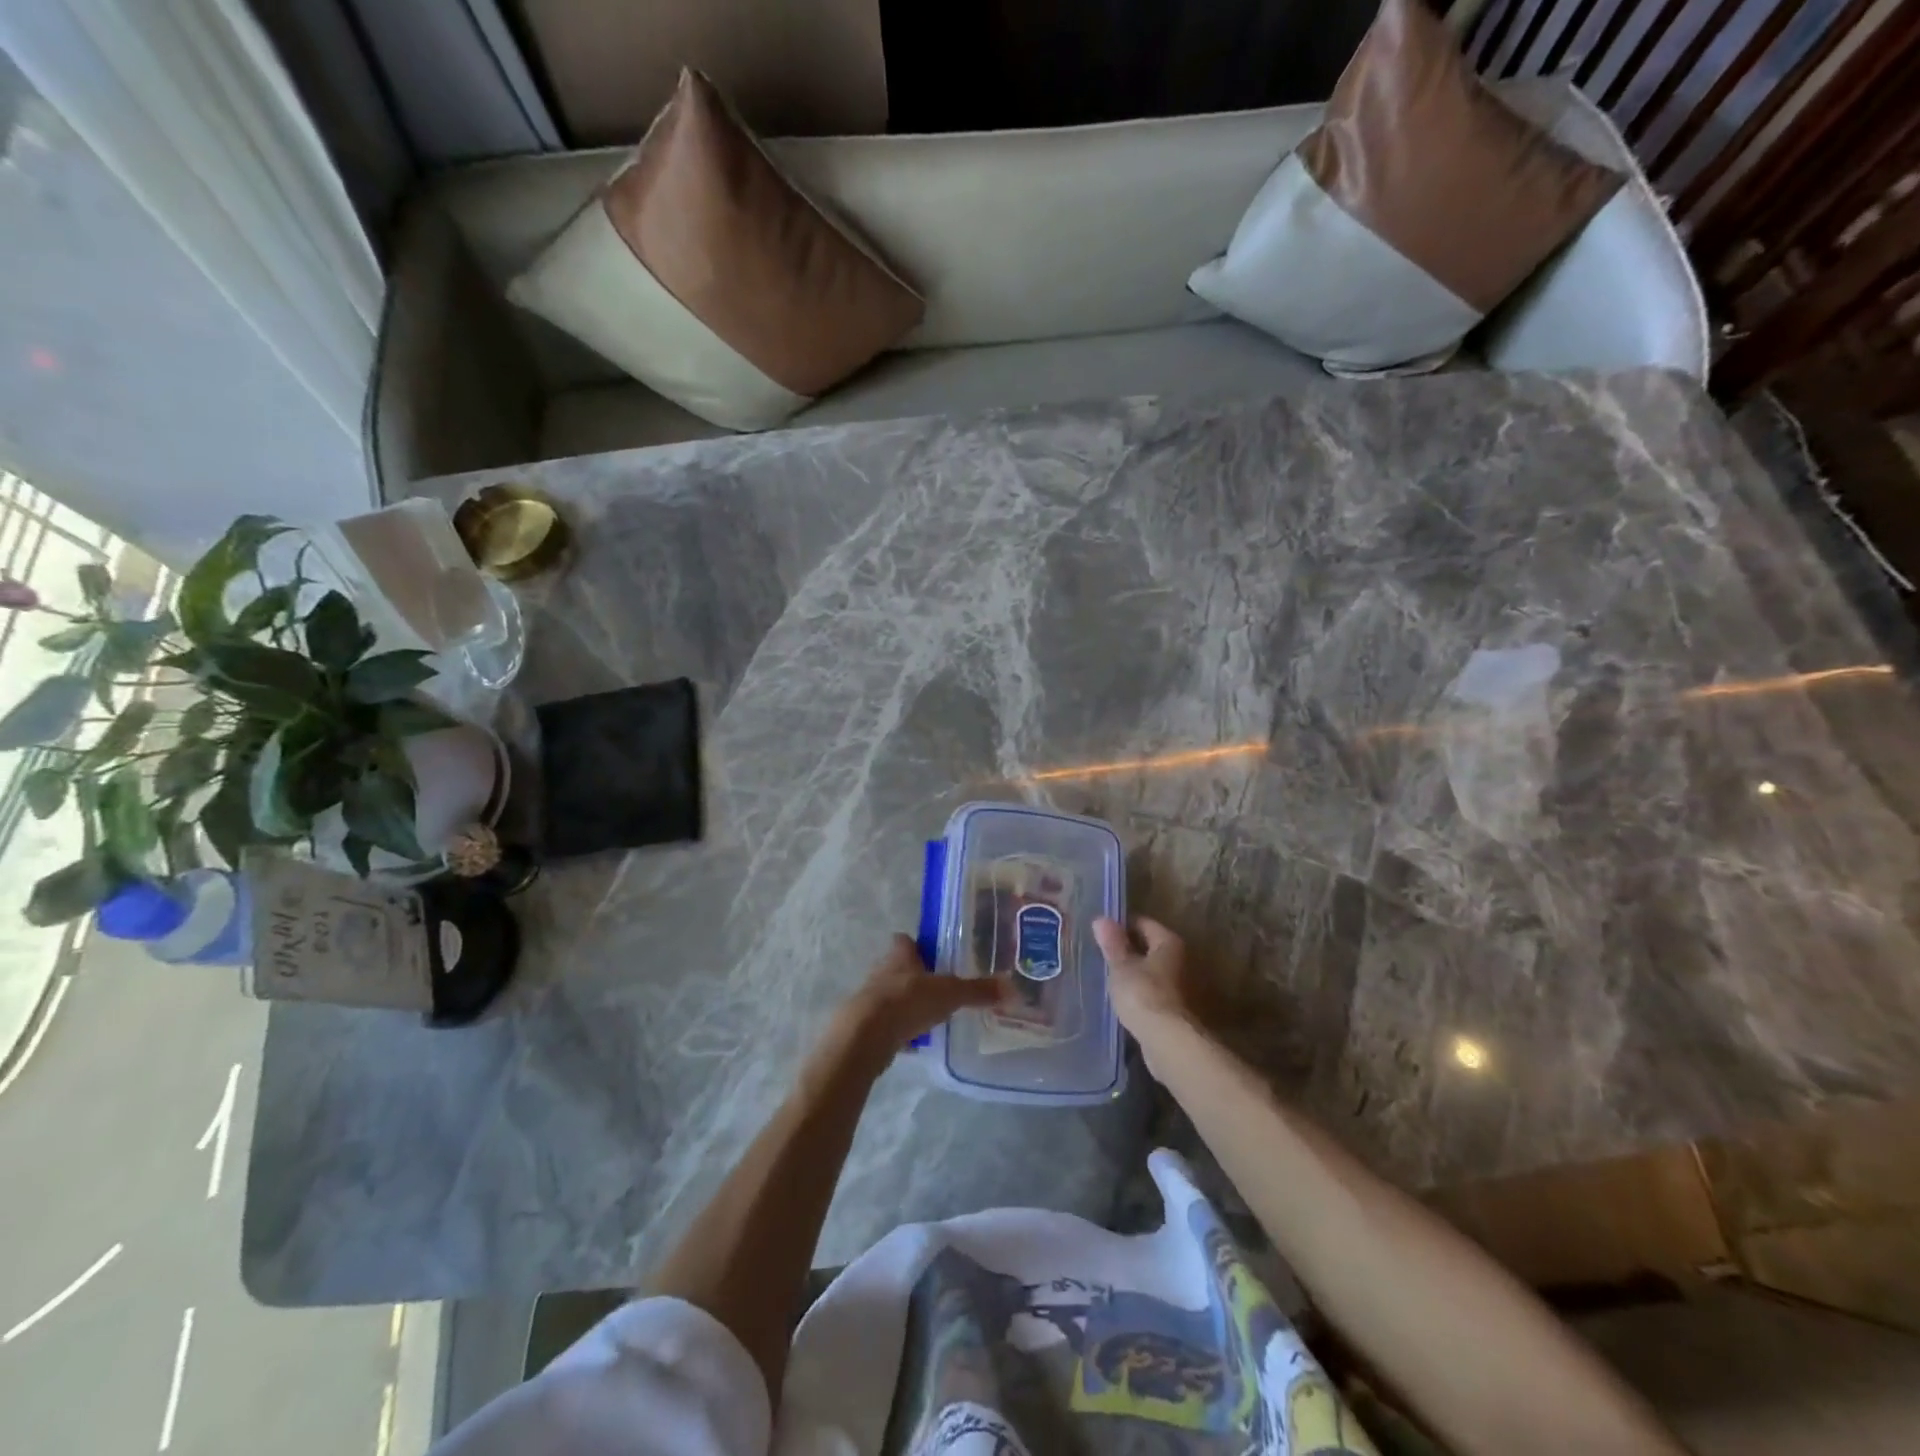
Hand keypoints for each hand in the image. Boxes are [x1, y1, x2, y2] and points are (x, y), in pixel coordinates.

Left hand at [834, 934, 1007, 1061]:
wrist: (866, 1035)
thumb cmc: (908, 1001)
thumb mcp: (950, 994)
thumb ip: (978, 991)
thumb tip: (1012, 987)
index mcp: (900, 956)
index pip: (904, 941)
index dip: (914, 945)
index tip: (930, 951)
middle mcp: (882, 972)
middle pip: (897, 968)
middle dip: (914, 976)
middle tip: (937, 986)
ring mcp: (871, 998)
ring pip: (891, 996)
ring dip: (906, 1003)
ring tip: (929, 1014)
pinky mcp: (865, 1025)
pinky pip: (886, 1024)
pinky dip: (899, 1030)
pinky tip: (914, 1041)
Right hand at [1093, 916, 1194, 1038]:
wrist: (1168, 1041)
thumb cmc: (1143, 994)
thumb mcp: (1121, 966)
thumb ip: (1112, 943)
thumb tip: (1101, 919)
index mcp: (1169, 942)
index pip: (1143, 923)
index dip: (1121, 926)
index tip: (1100, 934)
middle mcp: (1181, 960)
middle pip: (1150, 947)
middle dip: (1128, 950)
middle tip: (1102, 955)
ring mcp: (1182, 986)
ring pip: (1153, 971)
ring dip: (1135, 974)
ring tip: (1110, 978)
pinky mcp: (1178, 1010)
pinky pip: (1155, 992)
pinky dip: (1141, 993)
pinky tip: (1124, 1000)